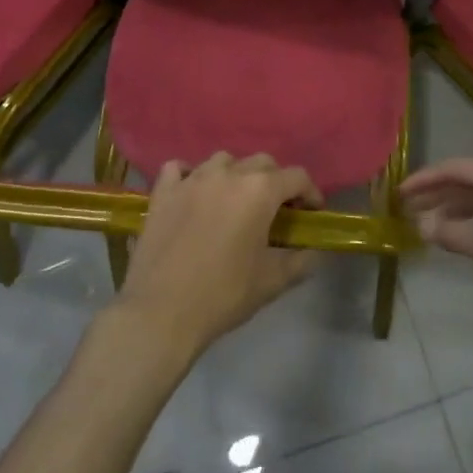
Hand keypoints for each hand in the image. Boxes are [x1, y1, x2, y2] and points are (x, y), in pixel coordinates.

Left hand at [116, 153, 322, 361]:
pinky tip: (193, 193)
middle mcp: (228, 173)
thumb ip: (299, 261)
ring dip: (235, 174)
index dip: (309, 193)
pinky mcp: (163, 191)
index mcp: (259, 191)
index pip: (296, 176)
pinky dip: (190, 175)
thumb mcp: (272, 282)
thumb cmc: (223, 294)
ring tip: (234, 201)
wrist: (161, 312)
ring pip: (222, 160)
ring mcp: (192, 178)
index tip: (311, 213)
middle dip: (275, 181)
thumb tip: (311, 251)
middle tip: (275, 210)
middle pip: (262, 162)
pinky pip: (179, 169)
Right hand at [401, 156, 472, 319]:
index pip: (452, 167)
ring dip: (456, 206)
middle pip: (467, 177)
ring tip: (430, 222)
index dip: (423, 180)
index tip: (399, 193)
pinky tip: (463, 231)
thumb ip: (448, 231)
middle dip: (437, 193)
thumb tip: (421, 224)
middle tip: (409, 207)